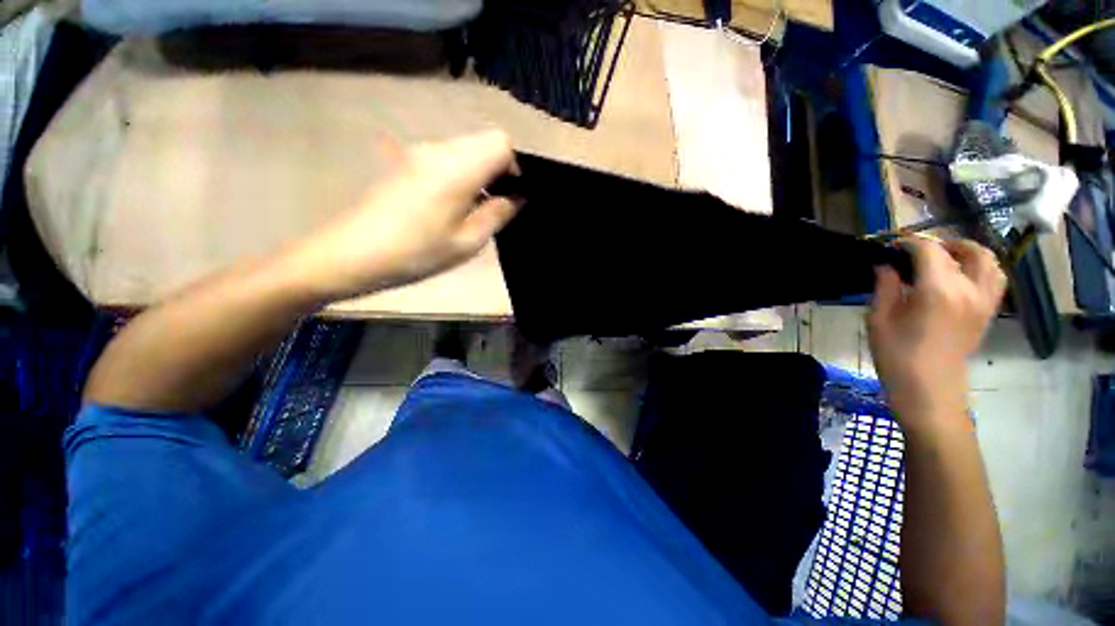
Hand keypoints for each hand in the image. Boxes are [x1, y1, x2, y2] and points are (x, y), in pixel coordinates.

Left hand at [290, 130, 520, 299]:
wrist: (352, 254)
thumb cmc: (416, 253)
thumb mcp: (467, 242)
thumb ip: (498, 214)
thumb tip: (518, 197)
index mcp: (457, 168)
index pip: (501, 143)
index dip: (515, 167)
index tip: (512, 196)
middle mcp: (439, 149)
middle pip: (485, 141)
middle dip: (499, 168)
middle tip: (496, 204)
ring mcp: (420, 152)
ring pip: (467, 148)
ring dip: (480, 171)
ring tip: (475, 208)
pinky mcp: (407, 161)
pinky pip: (448, 156)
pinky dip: (462, 173)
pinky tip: (453, 204)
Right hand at [867, 237, 1006, 429]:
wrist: (929, 391)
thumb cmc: (897, 357)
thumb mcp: (879, 320)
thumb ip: (885, 287)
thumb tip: (885, 266)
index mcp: (938, 291)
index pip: (928, 250)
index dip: (908, 242)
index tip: (889, 245)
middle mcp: (969, 290)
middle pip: (965, 250)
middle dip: (939, 243)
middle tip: (916, 251)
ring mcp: (984, 302)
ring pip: (988, 261)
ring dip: (967, 252)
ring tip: (943, 258)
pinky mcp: (988, 313)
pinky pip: (995, 279)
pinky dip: (982, 268)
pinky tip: (961, 276)